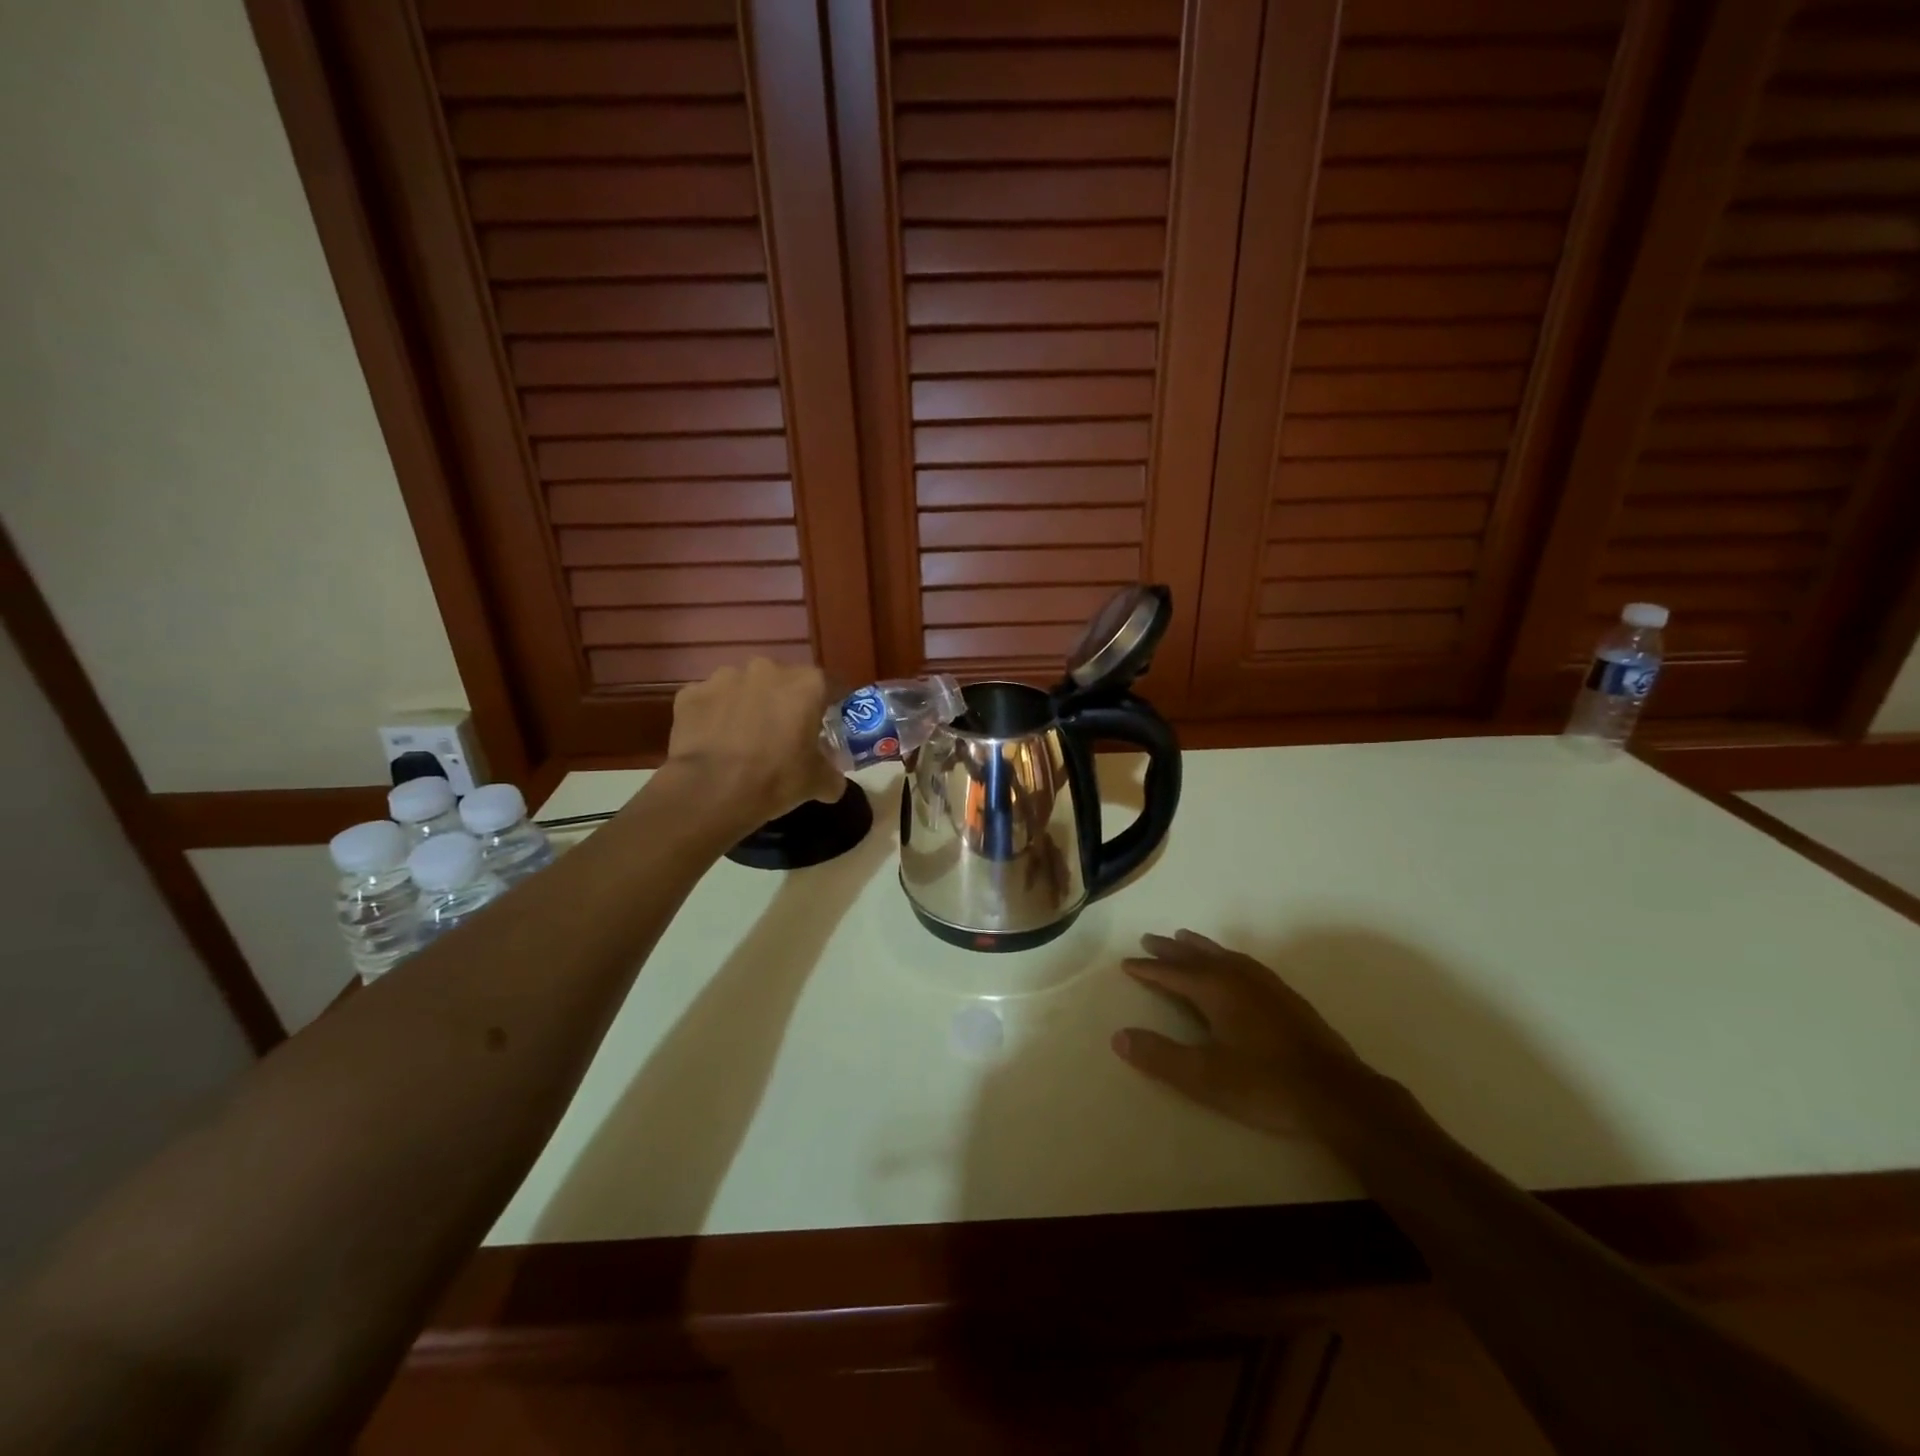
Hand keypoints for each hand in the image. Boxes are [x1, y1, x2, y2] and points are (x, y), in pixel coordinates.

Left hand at [663, 659, 845, 829]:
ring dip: (748, 705)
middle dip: (785, 703)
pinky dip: (715, 716)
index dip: (831, 706)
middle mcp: (767, 669)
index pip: (830, 687)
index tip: (828, 725)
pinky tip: (714, 743)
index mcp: (806, 684)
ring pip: (744, 688)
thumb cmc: (776, 779)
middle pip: (784, 682)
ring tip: (744, 739)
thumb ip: (832, 776)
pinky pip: (711, 701)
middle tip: (784, 734)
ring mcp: (724, 677)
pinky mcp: (691, 693)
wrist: (711, 791)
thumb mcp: (817, 783)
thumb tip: (833, 782)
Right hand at [1112, 930, 1362, 1136]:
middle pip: (1197, 956)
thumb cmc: (1265, 1085)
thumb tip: (1118, 1037)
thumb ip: (1160, 1056)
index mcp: (1216, 991)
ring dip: (1199, 947)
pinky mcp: (1287, 997)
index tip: (1126, 963)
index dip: (1148, 969)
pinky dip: (1226, 956)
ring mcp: (1266, 985)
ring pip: (1224, 955)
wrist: (1337, 1095)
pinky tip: (1233, 965)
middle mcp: (1238, 978)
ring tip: (1185, 938)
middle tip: (1149, 939)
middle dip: (1170, 950)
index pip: (1172, 974)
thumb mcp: (1204, 1077)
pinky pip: (1245, 963)